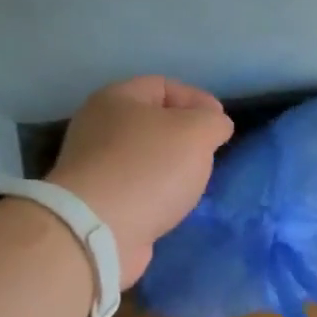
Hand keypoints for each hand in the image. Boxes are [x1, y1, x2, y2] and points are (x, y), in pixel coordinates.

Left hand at [48, 77, 233, 287]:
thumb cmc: (150, 168)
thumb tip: (216, 126)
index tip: (222, 126)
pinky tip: (173, 206)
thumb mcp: (196, 132)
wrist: (100, 230)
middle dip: (185, 136)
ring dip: (172, 168)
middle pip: (152, 122)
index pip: (163, 86)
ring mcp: (94, 166)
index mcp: (116, 98)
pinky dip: (158, 194)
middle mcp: (98, 127)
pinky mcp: (98, 201)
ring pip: (145, 158)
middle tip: (209, 155)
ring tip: (195, 183)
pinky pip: (137, 188)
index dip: (198, 100)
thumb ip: (213, 122)